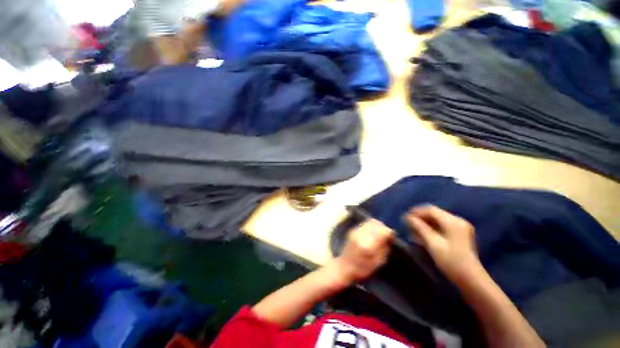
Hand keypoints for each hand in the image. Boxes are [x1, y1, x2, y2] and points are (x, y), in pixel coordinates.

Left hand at [328, 219, 393, 287]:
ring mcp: (356, 231)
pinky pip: (365, 223)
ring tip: (381, 233)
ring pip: (370, 221)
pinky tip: (373, 232)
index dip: (389, 233)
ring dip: (377, 225)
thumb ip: (384, 249)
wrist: (343, 267)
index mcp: (368, 244)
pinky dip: (371, 226)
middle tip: (387, 235)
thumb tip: (388, 238)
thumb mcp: (377, 263)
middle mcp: (361, 234)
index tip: (392, 238)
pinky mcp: (353, 230)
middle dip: (383, 228)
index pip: (382, 231)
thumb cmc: (362, 269)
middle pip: (376, 223)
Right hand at [407, 205, 480, 282]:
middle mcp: (458, 221)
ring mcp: (460, 228)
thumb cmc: (451, 261)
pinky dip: (431, 229)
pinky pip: (442, 227)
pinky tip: (423, 235)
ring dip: (424, 224)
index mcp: (453, 222)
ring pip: (437, 221)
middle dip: (420, 218)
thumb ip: (420, 228)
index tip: (405, 217)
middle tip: (408, 225)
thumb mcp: (433, 244)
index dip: (417, 212)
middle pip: (434, 214)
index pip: (431, 210)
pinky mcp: (460, 235)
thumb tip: (408, 217)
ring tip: (413, 231)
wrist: (471, 280)